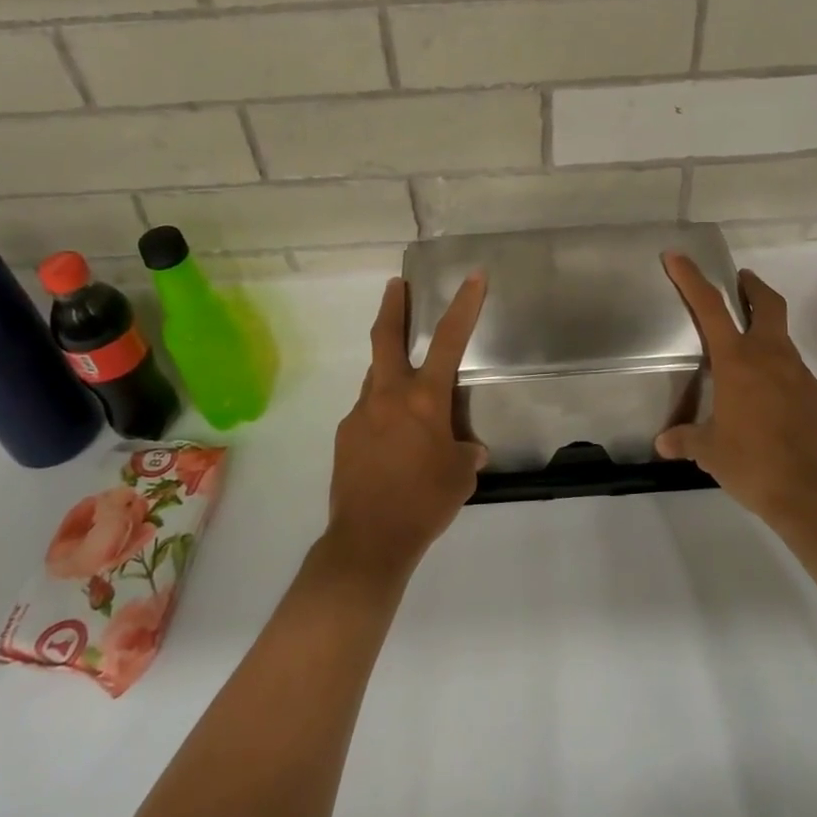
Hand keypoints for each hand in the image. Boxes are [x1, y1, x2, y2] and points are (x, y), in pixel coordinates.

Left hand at [326, 273, 487, 582]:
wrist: (369, 540)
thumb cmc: (425, 502)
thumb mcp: (461, 476)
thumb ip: (464, 453)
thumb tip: (467, 449)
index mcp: (423, 399)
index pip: (449, 340)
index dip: (464, 305)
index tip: (472, 277)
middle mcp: (388, 395)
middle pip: (386, 337)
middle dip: (393, 306)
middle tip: (397, 284)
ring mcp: (360, 413)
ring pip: (376, 377)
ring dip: (390, 369)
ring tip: (407, 391)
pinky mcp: (345, 436)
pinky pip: (367, 412)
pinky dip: (381, 412)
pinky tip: (391, 441)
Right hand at [658, 253, 816, 535]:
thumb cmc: (753, 464)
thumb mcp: (710, 452)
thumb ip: (686, 440)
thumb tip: (663, 444)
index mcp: (738, 362)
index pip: (710, 307)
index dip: (691, 278)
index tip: (677, 256)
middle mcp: (771, 357)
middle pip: (767, 304)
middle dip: (752, 287)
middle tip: (739, 282)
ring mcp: (799, 375)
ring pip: (781, 338)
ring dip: (764, 331)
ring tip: (743, 354)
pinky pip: (792, 371)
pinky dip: (776, 370)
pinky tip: (764, 398)